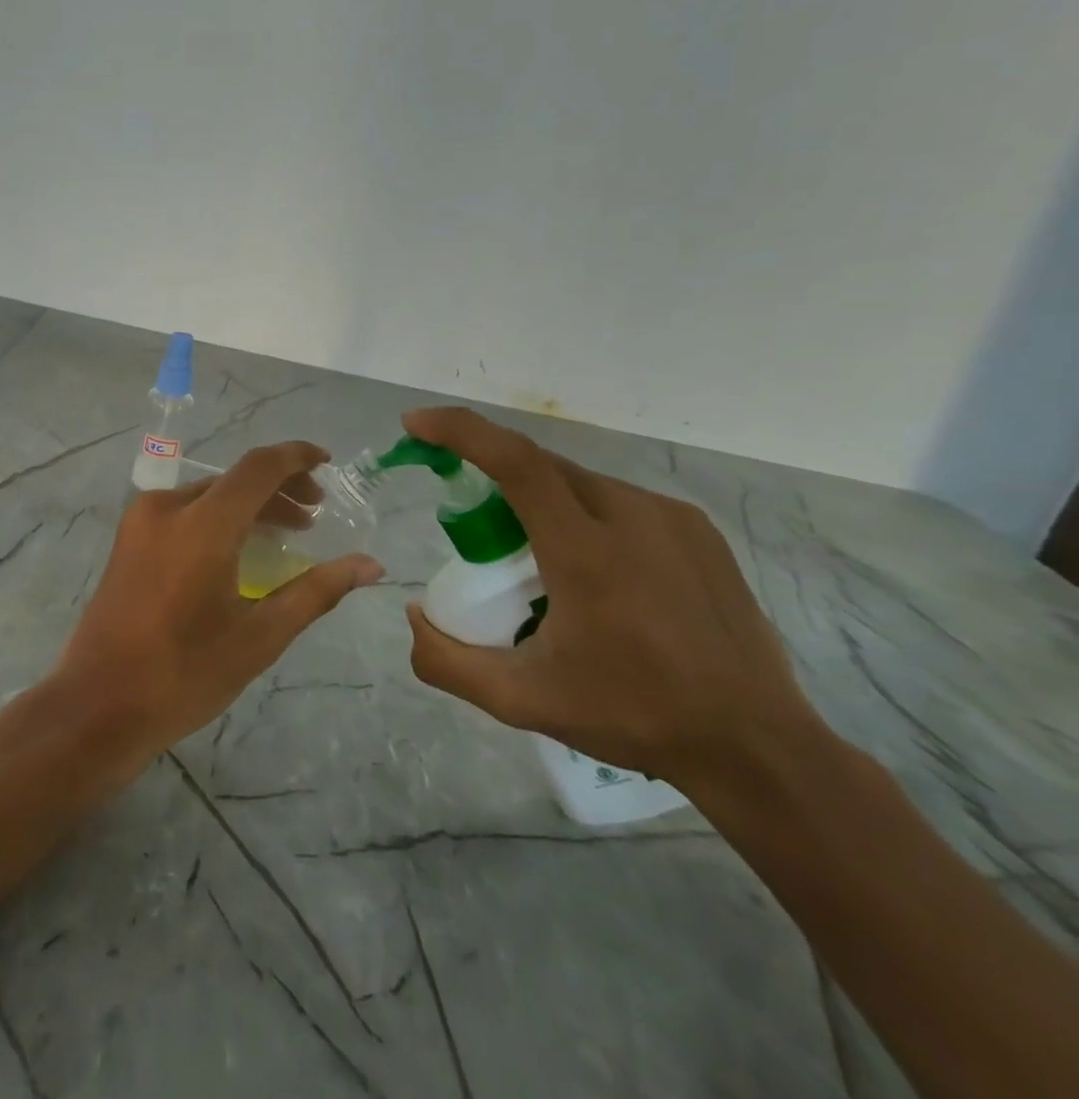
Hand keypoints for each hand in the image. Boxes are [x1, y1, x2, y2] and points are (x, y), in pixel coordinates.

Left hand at [54, 441, 383, 764]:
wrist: (99, 703)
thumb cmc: (185, 674)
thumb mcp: (259, 636)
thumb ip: (316, 591)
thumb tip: (369, 565)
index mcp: (201, 524)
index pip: (258, 467)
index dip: (296, 457)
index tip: (327, 462)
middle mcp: (166, 507)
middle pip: (233, 481)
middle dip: (278, 489)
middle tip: (315, 514)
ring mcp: (140, 521)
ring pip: (207, 495)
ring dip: (248, 505)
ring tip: (285, 532)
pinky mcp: (128, 539)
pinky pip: (183, 512)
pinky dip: (218, 518)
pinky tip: (238, 547)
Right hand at [400, 406, 822, 790]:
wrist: (756, 746)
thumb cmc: (633, 715)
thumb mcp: (521, 701)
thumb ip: (447, 661)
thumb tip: (415, 614)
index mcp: (586, 552)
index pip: (514, 462)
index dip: (460, 431)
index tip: (416, 424)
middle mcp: (631, 516)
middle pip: (539, 466)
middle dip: (489, 473)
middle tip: (470, 523)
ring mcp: (671, 518)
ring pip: (577, 482)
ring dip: (536, 499)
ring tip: (535, 559)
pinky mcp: (697, 530)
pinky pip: (616, 499)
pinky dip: (579, 513)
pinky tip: (590, 567)